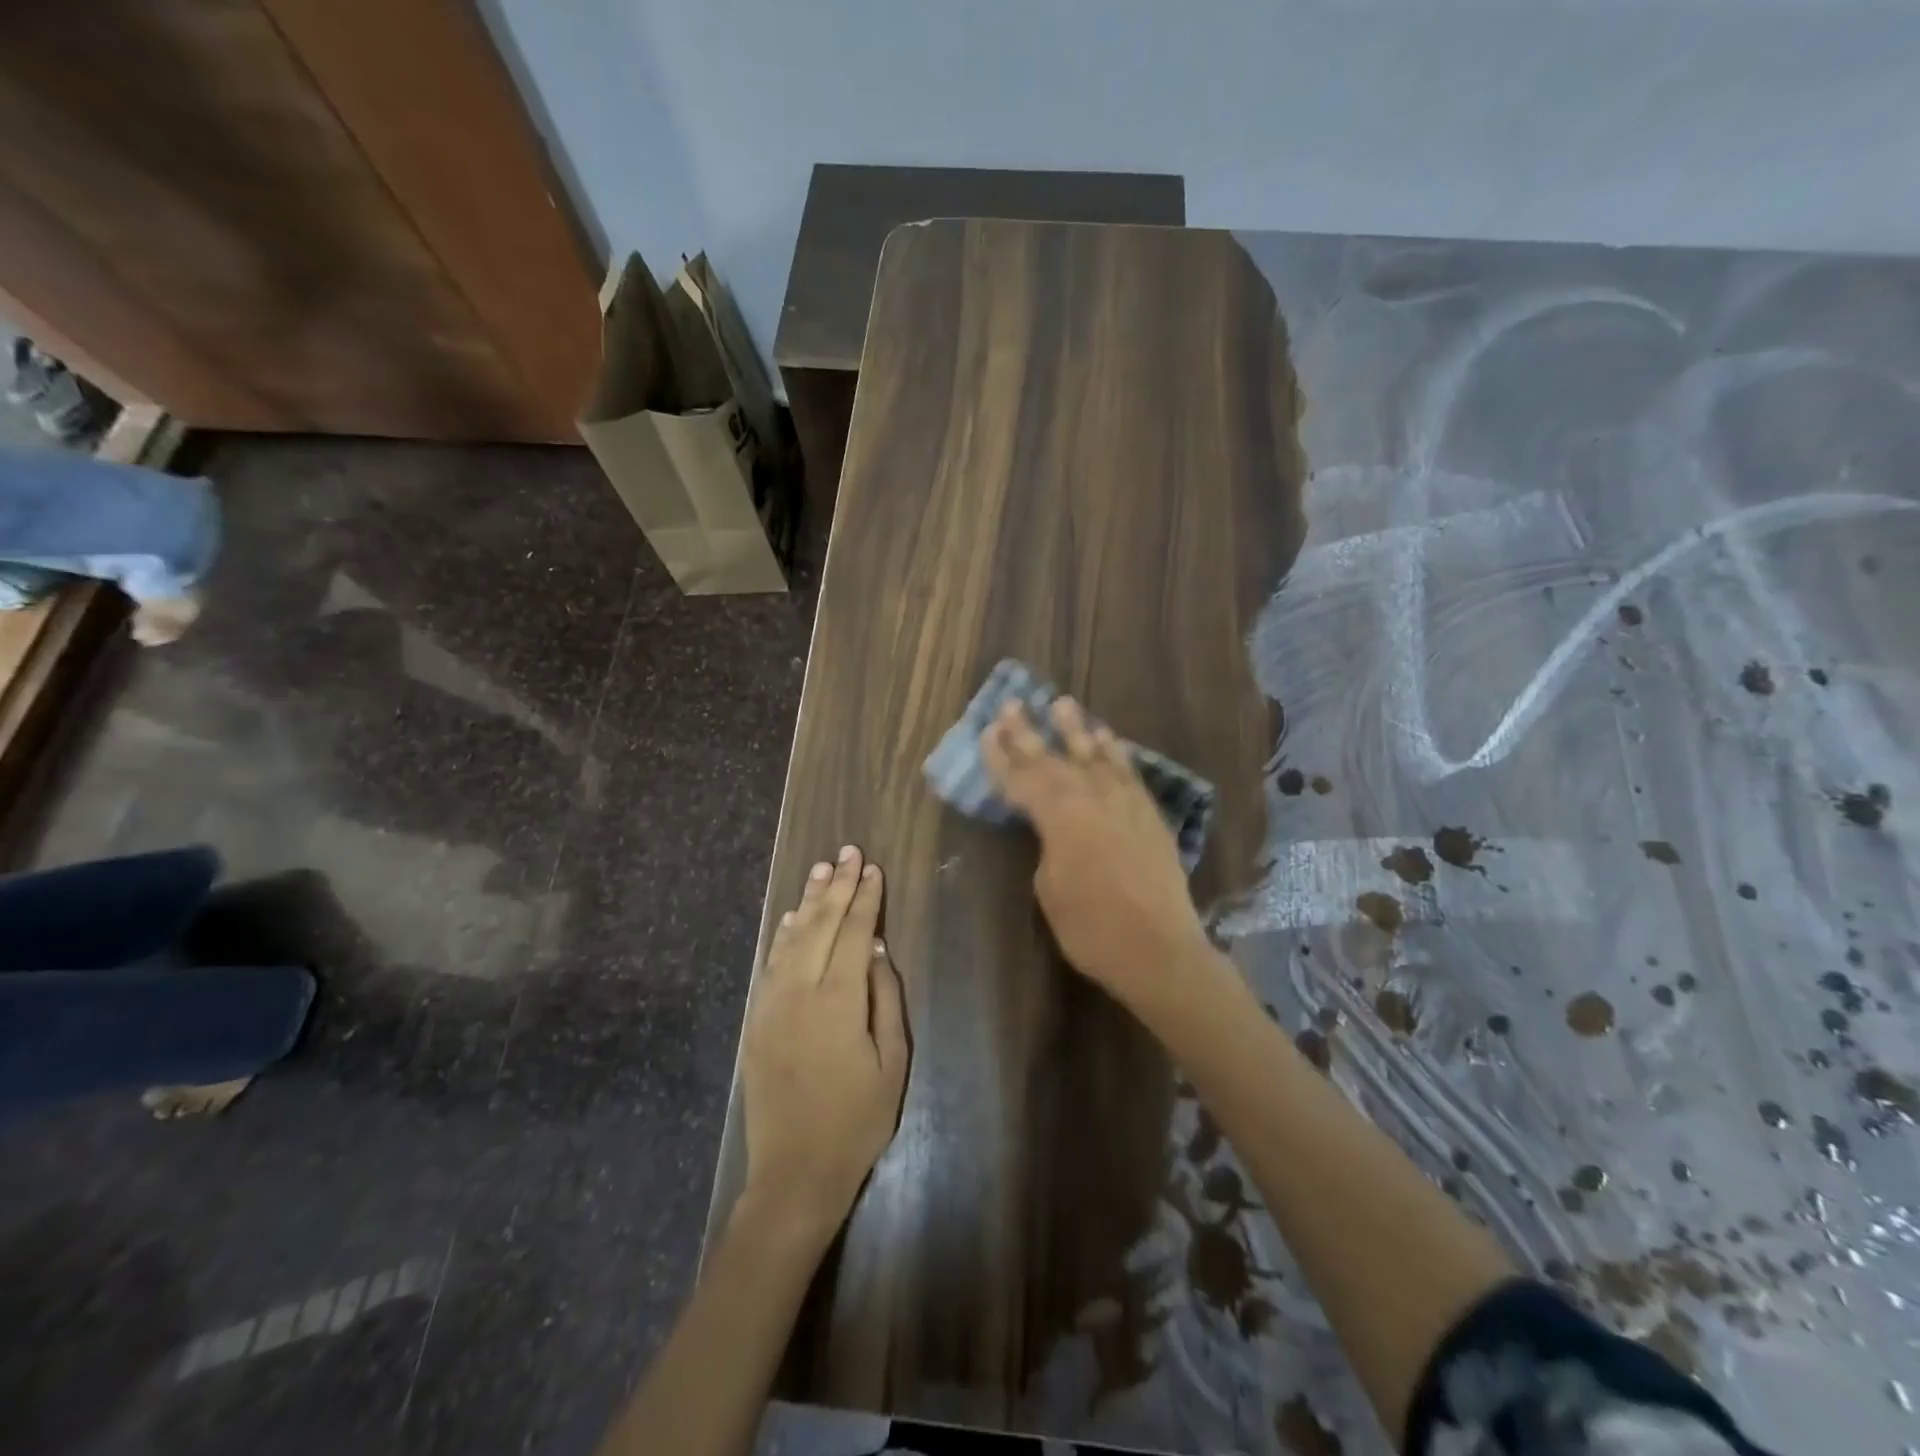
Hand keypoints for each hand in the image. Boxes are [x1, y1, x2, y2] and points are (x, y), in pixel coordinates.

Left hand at [740, 845, 908, 1242]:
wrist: (796, 1171)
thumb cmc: (858, 1119)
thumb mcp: (892, 1061)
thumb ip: (885, 998)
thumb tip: (876, 949)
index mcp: (838, 999)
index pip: (853, 932)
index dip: (865, 898)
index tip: (872, 868)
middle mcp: (800, 991)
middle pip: (820, 925)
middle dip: (837, 886)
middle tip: (848, 852)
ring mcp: (772, 1004)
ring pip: (791, 938)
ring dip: (807, 901)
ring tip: (821, 870)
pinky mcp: (757, 1020)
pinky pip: (770, 964)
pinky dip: (781, 935)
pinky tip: (790, 918)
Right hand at [982, 697, 1208, 997]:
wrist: (1159, 949)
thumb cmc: (1091, 927)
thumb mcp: (1049, 889)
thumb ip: (1048, 846)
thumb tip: (1056, 830)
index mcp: (1058, 816)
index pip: (1021, 779)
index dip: (1000, 756)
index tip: (986, 731)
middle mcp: (1091, 797)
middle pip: (1053, 758)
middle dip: (1028, 732)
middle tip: (1012, 704)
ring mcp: (1124, 802)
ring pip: (1096, 755)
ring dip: (1076, 730)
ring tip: (1063, 704)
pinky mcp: (1149, 814)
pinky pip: (1129, 772)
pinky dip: (1116, 753)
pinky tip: (1109, 739)